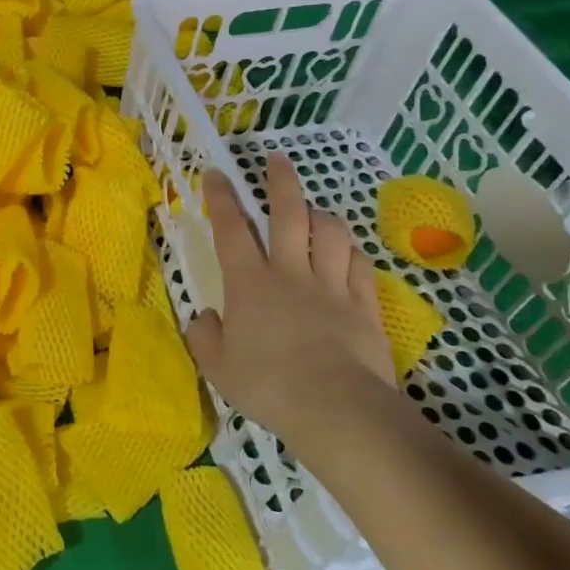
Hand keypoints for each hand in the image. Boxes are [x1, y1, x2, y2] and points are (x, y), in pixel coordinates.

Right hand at [185, 154, 396, 440]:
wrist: (337, 409)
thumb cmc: (268, 385)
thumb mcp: (218, 367)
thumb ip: (205, 337)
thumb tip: (204, 317)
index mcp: (250, 284)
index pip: (231, 229)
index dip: (222, 198)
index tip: (217, 173)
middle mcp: (291, 274)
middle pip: (289, 215)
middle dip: (281, 182)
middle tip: (277, 160)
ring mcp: (332, 287)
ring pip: (332, 234)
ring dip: (322, 216)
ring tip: (316, 211)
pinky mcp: (364, 306)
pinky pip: (361, 267)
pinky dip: (353, 254)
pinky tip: (349, 253)